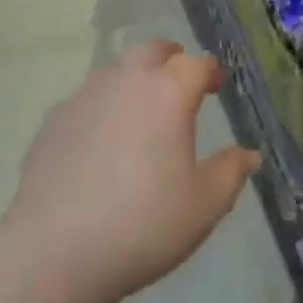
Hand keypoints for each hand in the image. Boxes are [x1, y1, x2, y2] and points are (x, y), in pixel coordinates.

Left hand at [3, 38, 260, 302]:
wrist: (53, 252)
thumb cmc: (142, 225)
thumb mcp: (202, 207)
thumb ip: (230, 173)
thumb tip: (249, 154)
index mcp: (169, 91)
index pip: (197, 64)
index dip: (210, 72)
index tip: (216, 85)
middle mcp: (128, 79)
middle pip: (154, 51)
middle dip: (171, 59)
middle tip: (179, 82)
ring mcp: (87, 94)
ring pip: (118, 70)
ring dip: (135, 80)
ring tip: (141, 113)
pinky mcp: (56, 118)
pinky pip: (89, 99)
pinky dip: (103, 108)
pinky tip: (101, 143)